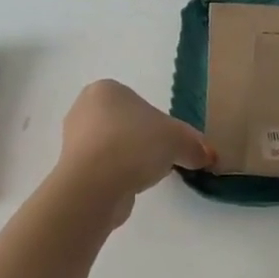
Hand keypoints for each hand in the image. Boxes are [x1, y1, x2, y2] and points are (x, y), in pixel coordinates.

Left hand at [54, 80, 212, 222]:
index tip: (171, 143)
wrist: (95, 184)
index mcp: (105, 89)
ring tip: (145, 177)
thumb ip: (195, 145)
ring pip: (114, 148)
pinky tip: (129, 188)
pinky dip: (118, 178)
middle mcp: (84, 109)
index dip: (160, 124)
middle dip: (144, 143)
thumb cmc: (136, 144)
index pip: (140, 104)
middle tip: (162, 160)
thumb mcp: (179, 140)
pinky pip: (103, 170)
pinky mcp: (72, 170)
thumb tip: (207, 155)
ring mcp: (73, 141)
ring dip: (131, 161)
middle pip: (126, 125)